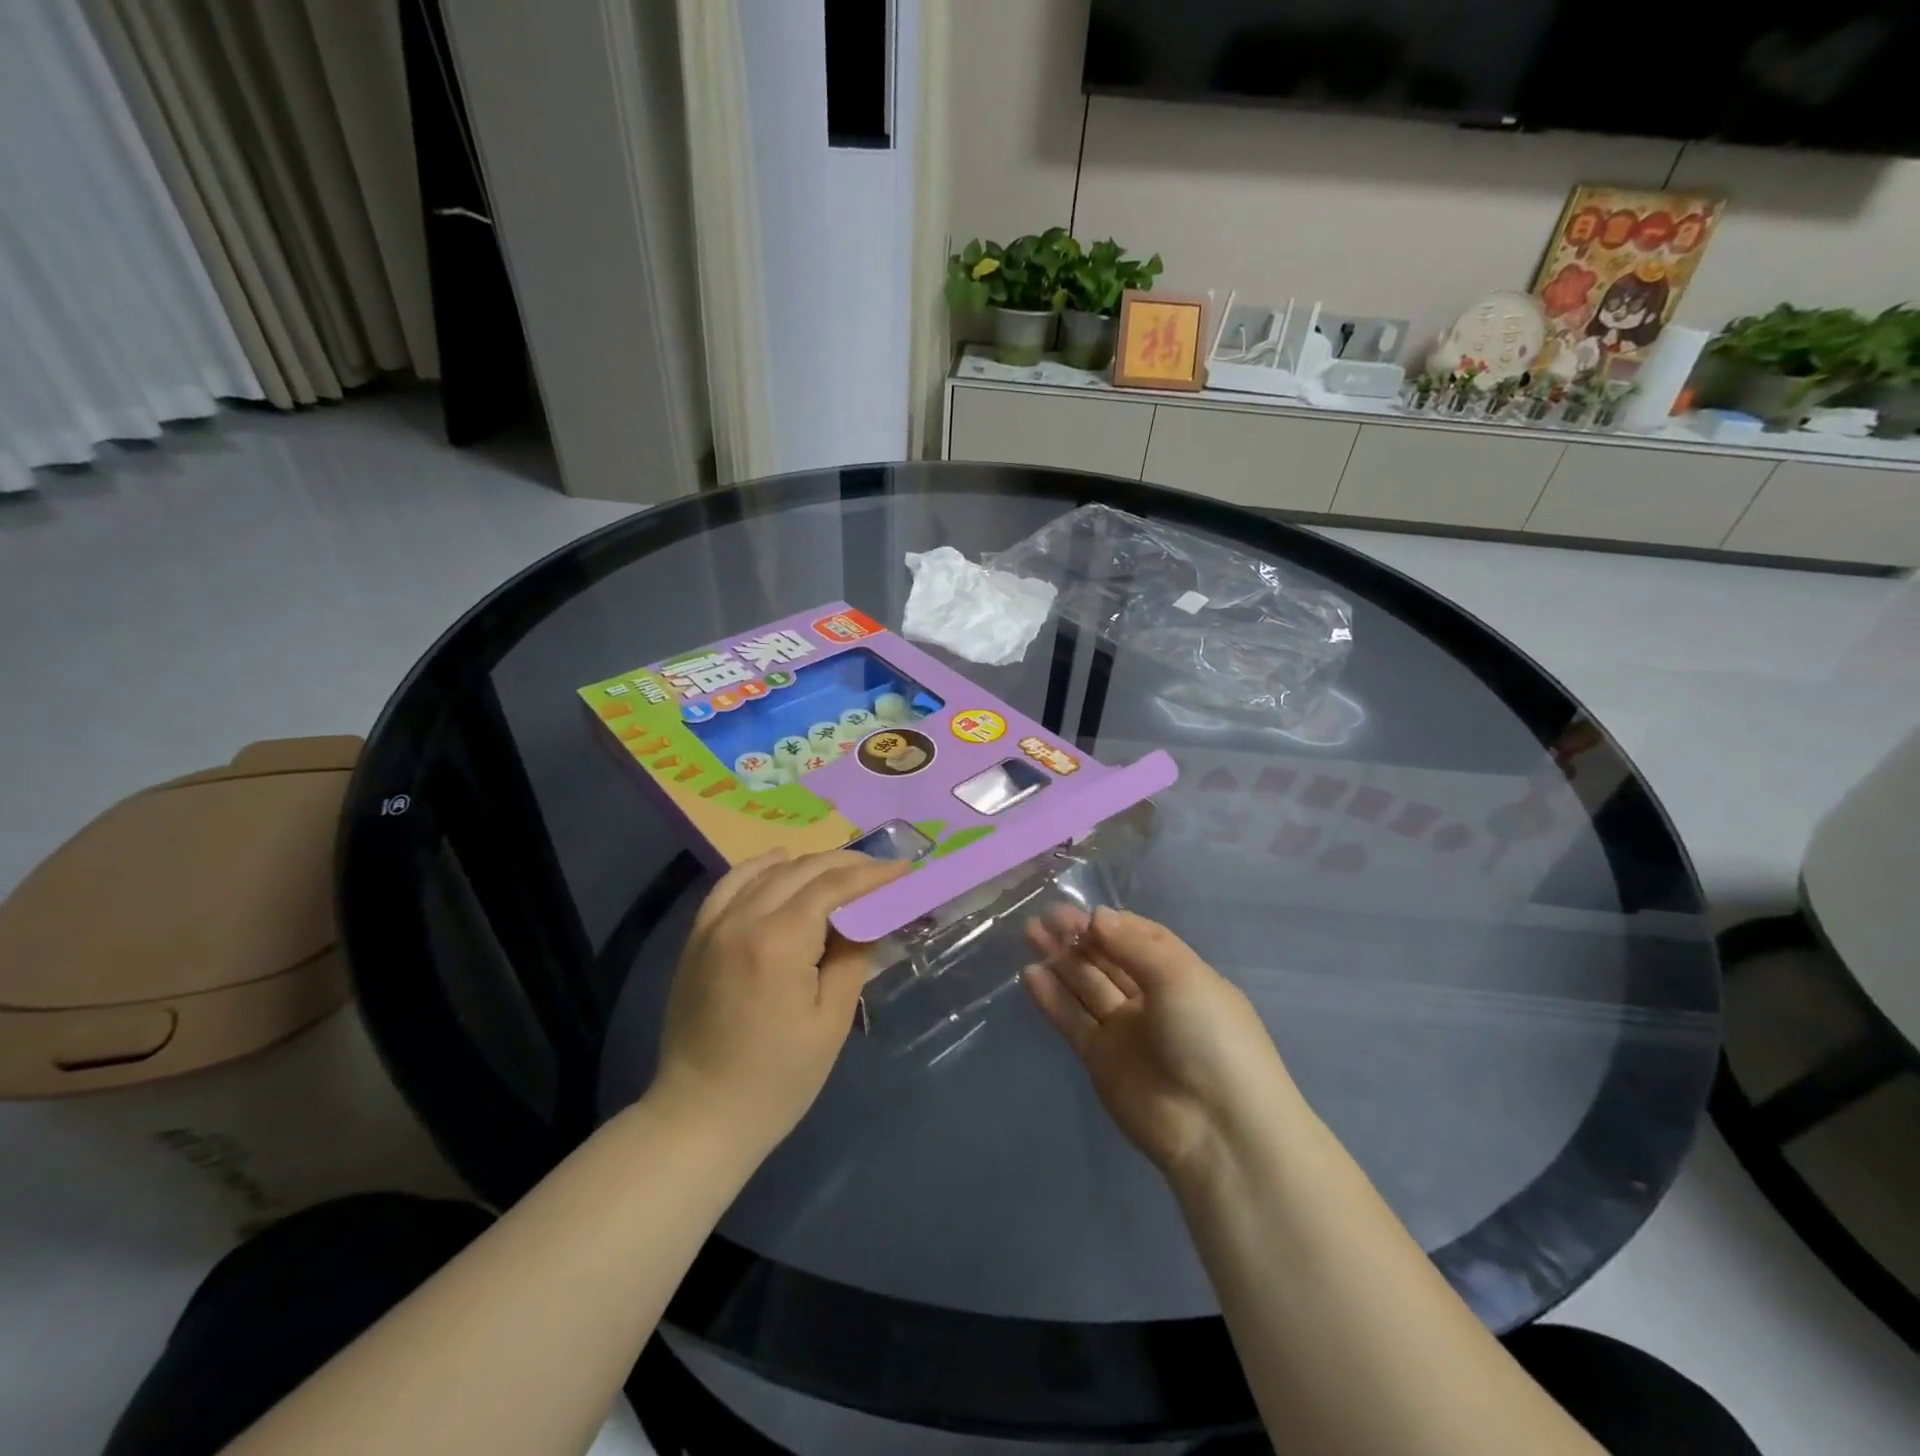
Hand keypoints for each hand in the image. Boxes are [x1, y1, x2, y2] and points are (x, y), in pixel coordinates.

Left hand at [654, 849, 910, 1153]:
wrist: (701, 1116)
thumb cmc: (778, 1079)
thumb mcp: (832, 1020)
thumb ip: (853, 956)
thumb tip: (870, 916)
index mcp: (779, 941)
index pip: (833, 886)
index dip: (872, 874)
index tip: (904, 868)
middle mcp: (743, 919)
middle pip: (802, 870)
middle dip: (847, 864)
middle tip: (882, 871)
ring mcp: (714, 925)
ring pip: (768, 871)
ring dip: (810, 864)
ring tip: (842, 871)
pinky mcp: (697, 937)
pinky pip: (730, 884)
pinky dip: (761, 868)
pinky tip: (781, 864)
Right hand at [1024, 907, 1295, 1177]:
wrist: (1217, 1129)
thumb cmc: (1210, 1037)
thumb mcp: (1180, 977)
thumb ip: (1133, 945)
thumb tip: (1097, 916)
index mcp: (1182, 976)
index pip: (1142, 938)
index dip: (1113, 923)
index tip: (1084, 911)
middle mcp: (1153, 999)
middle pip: (1109, 959)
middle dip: (1080, 936)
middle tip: (1046, 916)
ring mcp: (1125, 1030)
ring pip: (1086, 985)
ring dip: (1061, 959)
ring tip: (1031, 932)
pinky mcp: (1100, 1059)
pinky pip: (1073, 1020)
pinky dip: (1052, 997)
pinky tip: (1030, 973)